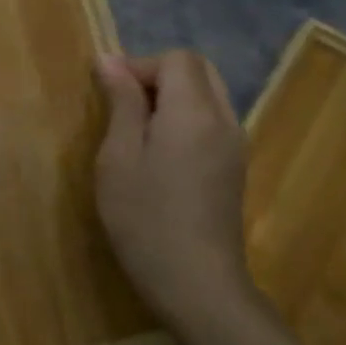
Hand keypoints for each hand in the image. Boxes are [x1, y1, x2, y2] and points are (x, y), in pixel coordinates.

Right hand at [94, 49, 251, 327]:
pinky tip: (159, 154)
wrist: (197, 285)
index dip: (140, 65)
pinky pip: (212, 121)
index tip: (110, 93)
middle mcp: (224, 121)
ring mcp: (235, 146)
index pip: (177, 59)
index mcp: (194, 113)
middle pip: (198, 71)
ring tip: (136, 131)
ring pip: (208, 95)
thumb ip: (121, 103)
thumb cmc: (145, 217)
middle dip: (157, 76)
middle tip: (122, 106)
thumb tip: (110, 60)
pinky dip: (184, 118)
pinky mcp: (234, 168)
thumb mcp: (118, 156)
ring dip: (171, 97)